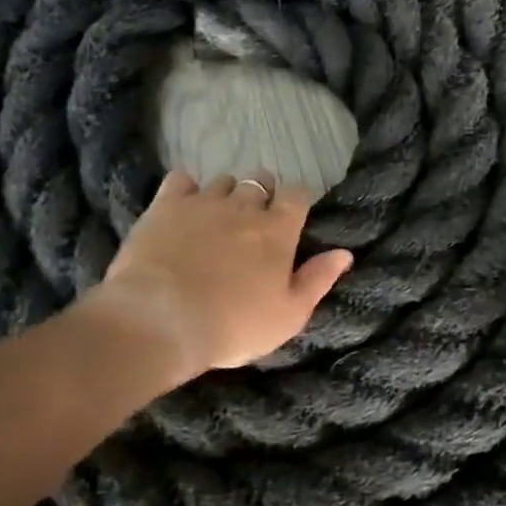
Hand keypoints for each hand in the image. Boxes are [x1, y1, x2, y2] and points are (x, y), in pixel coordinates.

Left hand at [93, 171, 352, 382]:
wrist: (160, 321)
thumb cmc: (232, 326)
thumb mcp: (288, 316)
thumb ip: (317, 280)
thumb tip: (344, 253)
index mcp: (278, 231)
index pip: (297, 194)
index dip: (294, 202)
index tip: (288, 218)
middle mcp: (244, 206)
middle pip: (260, 181)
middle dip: (261, 194)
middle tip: (252, 220)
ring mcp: (204, 202)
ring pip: (223, 181)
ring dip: (225, 194)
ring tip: (216, 217)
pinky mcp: (166, 204)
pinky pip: (181, 180)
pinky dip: (185, 189)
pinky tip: (182, 208)